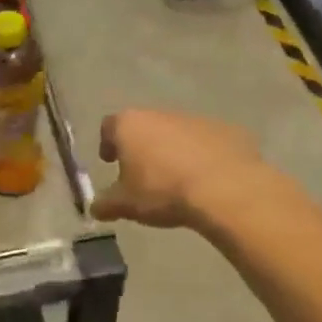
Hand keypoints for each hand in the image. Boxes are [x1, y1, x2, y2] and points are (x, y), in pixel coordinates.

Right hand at [91, 109, 270, 229]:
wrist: (225, 189)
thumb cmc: (163, 191)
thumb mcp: (126, 204)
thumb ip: (106, 204)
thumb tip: (95, 207)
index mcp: (130, 125)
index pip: (109, 126)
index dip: (108, 143)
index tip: (110, 161)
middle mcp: (161, 114)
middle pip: (145, 127)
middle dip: (142, 147)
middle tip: (143, 174)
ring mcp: (196, 119)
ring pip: (177, 133)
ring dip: (174, 150)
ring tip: (177, 180)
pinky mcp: (226, 129)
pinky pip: (207, 142)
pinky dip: (203, 155)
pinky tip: (206, 179)